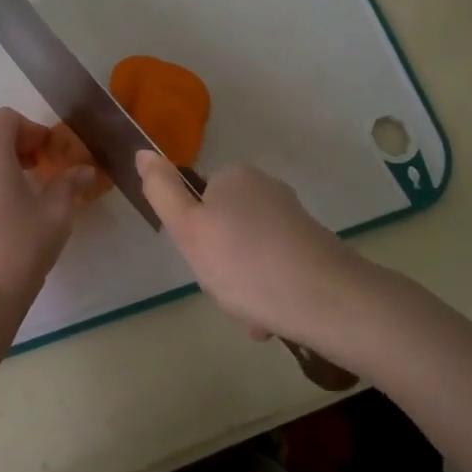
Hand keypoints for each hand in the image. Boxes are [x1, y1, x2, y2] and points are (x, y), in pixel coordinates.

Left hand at [0, 108, 93, 321]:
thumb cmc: (17, 249)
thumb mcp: (55, 215)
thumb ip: (69, 185)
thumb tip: (84, 171)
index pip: (7, 117)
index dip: (32, 128)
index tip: (50, 152)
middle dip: (12, 138)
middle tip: (36, 163)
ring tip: (20, 186)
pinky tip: (0, 207)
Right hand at [136, 151, 368, 350]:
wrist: (328, 300)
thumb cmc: (246, 263)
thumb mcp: (189, 229)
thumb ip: (162, 192)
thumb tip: (142, 152)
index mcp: (235, 177)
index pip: (197, 202)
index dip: (193, 236)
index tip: (202, 262)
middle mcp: (266, 188)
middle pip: (223, 229)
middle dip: (220, 266)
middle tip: (226, 289)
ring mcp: (293, 217)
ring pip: (248, 255)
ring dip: (243, 286)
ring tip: (252, 313)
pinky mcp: (313, 246)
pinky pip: (274, 269)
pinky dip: (268, 292)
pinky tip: (271, 318)